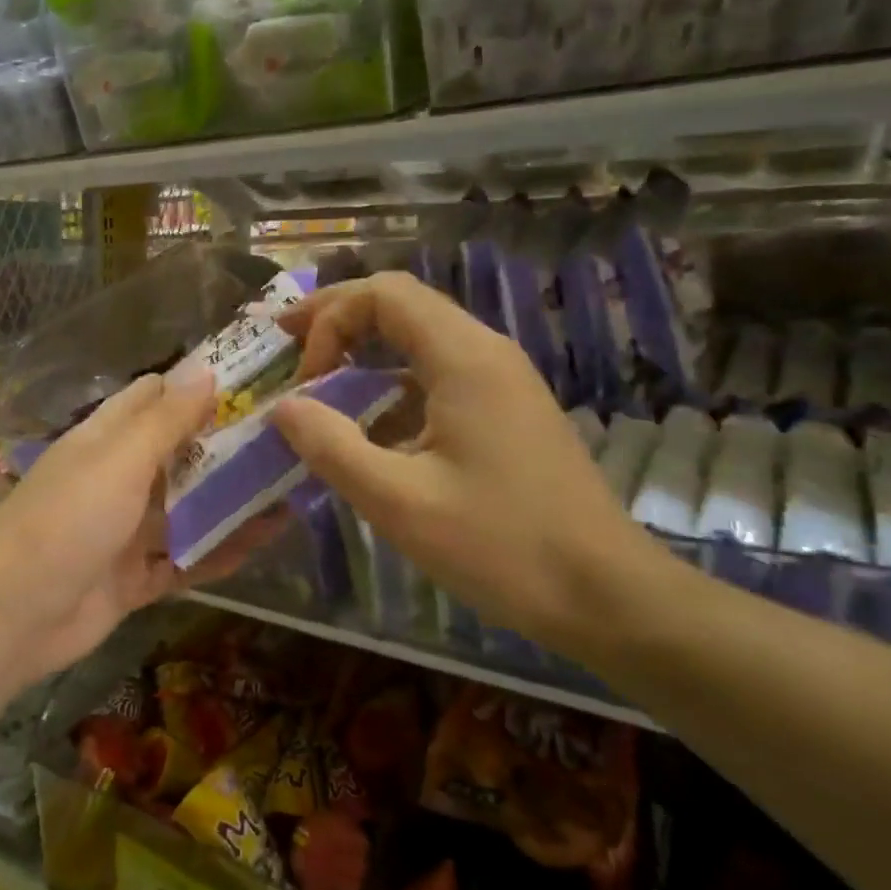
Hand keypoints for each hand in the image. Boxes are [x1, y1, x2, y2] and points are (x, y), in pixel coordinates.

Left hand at [0, 368, 281, 684]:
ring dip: (230, 501)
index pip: (152, 399)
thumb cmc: (67, 519)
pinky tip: (266, 540)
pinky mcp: (135, 579)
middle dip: (225, 446)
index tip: (253, 382)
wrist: (12, 614)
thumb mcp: (119, 460)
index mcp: (105, 440)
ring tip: (291, 486)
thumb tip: (205, 372)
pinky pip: (186, 560)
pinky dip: (220, 552)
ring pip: (187, 510)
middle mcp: (116, 479)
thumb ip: (165, 420)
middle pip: (177, 455)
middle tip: (289, 436)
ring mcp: (125, 532)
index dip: (196, 387)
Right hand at [269, 272, 649, 661]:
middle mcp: (486, 352)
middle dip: (337, 319)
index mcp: (464, 358)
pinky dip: (390, 383)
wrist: (606, 594)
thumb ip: (331, 447)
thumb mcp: (398, 502)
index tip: (302, 379)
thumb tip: (283, 407)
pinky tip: (370, 426)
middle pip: (400, 303)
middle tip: (287, 343)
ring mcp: (502, 380)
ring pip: (419, 336)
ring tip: (317, 380)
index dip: (328, 320)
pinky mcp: (506, 410)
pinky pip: (437, 373)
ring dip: (363, 349)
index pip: (383, 294)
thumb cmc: (501, 545)